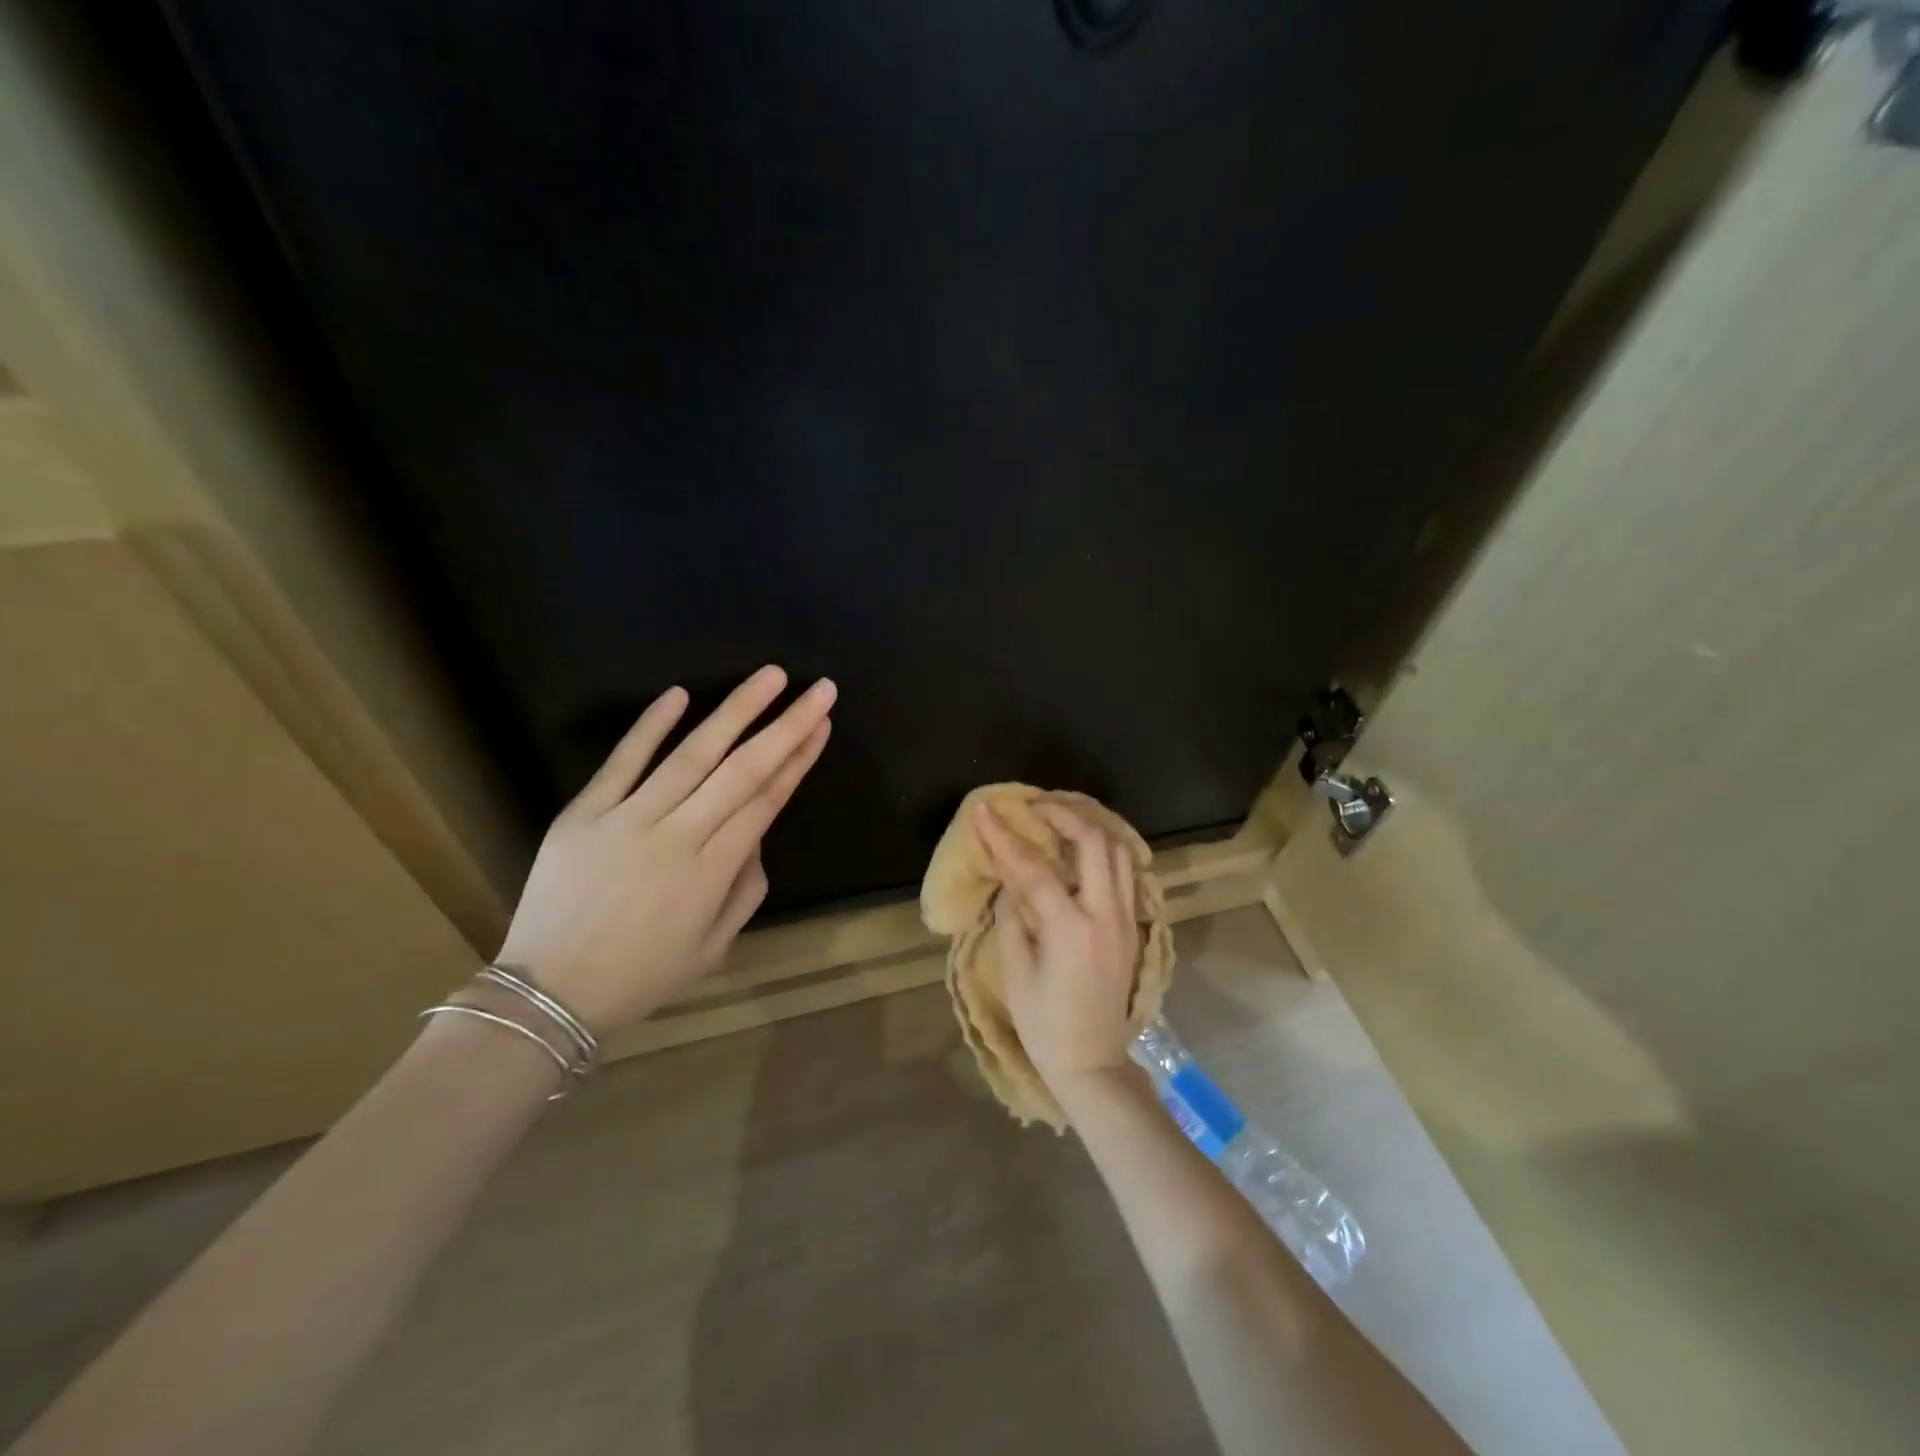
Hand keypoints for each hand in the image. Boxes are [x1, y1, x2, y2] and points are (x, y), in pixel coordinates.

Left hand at [495, 666, 834, 1036]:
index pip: (766, 801)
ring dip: (735, 711)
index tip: (822, 725)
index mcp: (710, 873)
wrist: (547, 994)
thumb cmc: (640, 976)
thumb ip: (745, 890)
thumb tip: (755, 837)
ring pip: (691, 754)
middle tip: (819, 688)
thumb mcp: (712, 949)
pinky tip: (680, 694)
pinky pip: (622, 761)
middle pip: (742, 770)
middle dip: (786, 725)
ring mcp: (627, 819)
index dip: (799, 759)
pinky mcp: (584, 812)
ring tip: (770, 676)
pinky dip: (650, 726)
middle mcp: (677, 836)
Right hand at [975, 800, 1140, 1104]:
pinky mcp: (1133, 926)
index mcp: (1071, 928)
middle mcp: (1105, 914)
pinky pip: (1126, 871)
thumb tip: (1008, 881)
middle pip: (1094, 841)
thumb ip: (1012, 918)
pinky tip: (1083, 848)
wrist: (1094, 1063)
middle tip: (1034, 804)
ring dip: (1090, 825)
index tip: (984, 810)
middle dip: (1064, 812)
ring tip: (1060, 816)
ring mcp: (1126, 918)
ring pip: (1120, 850)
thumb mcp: (1016, 973)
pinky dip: (1105, 848)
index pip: (1033, 868)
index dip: (1004, 836)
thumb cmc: (1045, 1025)